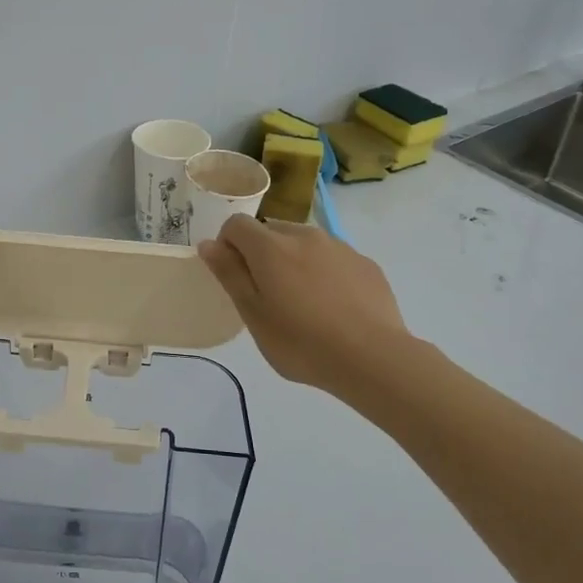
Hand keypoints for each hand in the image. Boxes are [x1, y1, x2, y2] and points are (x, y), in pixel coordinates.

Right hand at [198, 216, 415, 400]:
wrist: (373, 358)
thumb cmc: (301, 342)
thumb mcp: (253, 314)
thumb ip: (229, 274)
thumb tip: (209, 243)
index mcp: (271, 247)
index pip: (237, 224)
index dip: (228, 245)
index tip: (234, 277)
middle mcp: (304, 236)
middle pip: (271, 230)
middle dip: (262, 253)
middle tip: (268, 295)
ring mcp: (339, 247)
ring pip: (304, 243)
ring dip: (294, 261)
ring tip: (303, 303)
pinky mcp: (365, 263)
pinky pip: (333, 258)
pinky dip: (324, 272)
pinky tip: (334, 308)